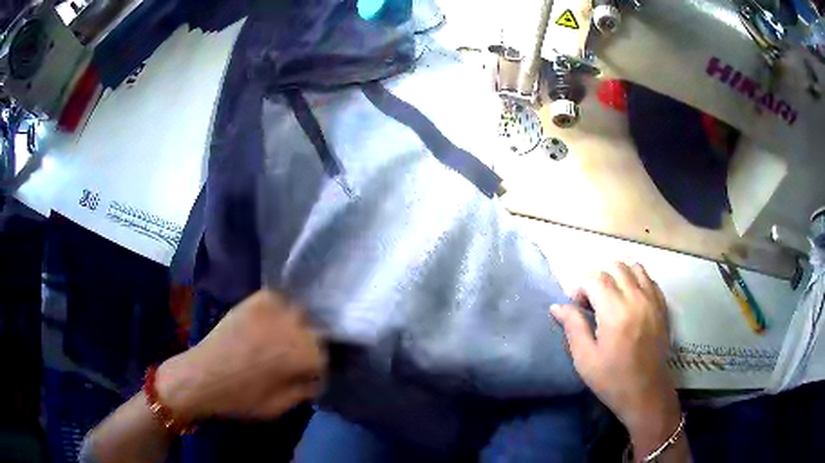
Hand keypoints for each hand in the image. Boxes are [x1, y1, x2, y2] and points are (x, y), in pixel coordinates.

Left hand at [157, 290, 325, 420]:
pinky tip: (268, 322)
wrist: (202, 377)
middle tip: (292, 359)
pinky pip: (278, 300)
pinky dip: (278, 310)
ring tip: (280, 339)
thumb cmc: (243, 398)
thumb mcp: (281, 406)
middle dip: (307, 346)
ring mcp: (274, 308)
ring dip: (295, 327)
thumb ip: (305, 389)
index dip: (316, 369)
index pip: (326, 356)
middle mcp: (295, 326)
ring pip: (299, 313)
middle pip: (315, 332)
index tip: (306, 376)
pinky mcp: (256, 300)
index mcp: (304, 354)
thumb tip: (315, 377)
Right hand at [550, 263, 680, 455]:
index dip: (581, 287)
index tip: (577, 307)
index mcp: (615, 312)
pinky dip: (636, 281)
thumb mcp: (585, 359)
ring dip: (619, 276)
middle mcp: (637, 298)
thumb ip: (573, 327)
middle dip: (598, 279)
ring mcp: (653, 300)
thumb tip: (557, 306)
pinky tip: (630, 301)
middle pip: (615, 267)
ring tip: (612, 298)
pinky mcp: (662, 306)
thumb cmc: (612, 380)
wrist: (647, 393)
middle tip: (593, 303)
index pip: (595, 278)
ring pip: (634, 267)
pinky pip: (649, 279)